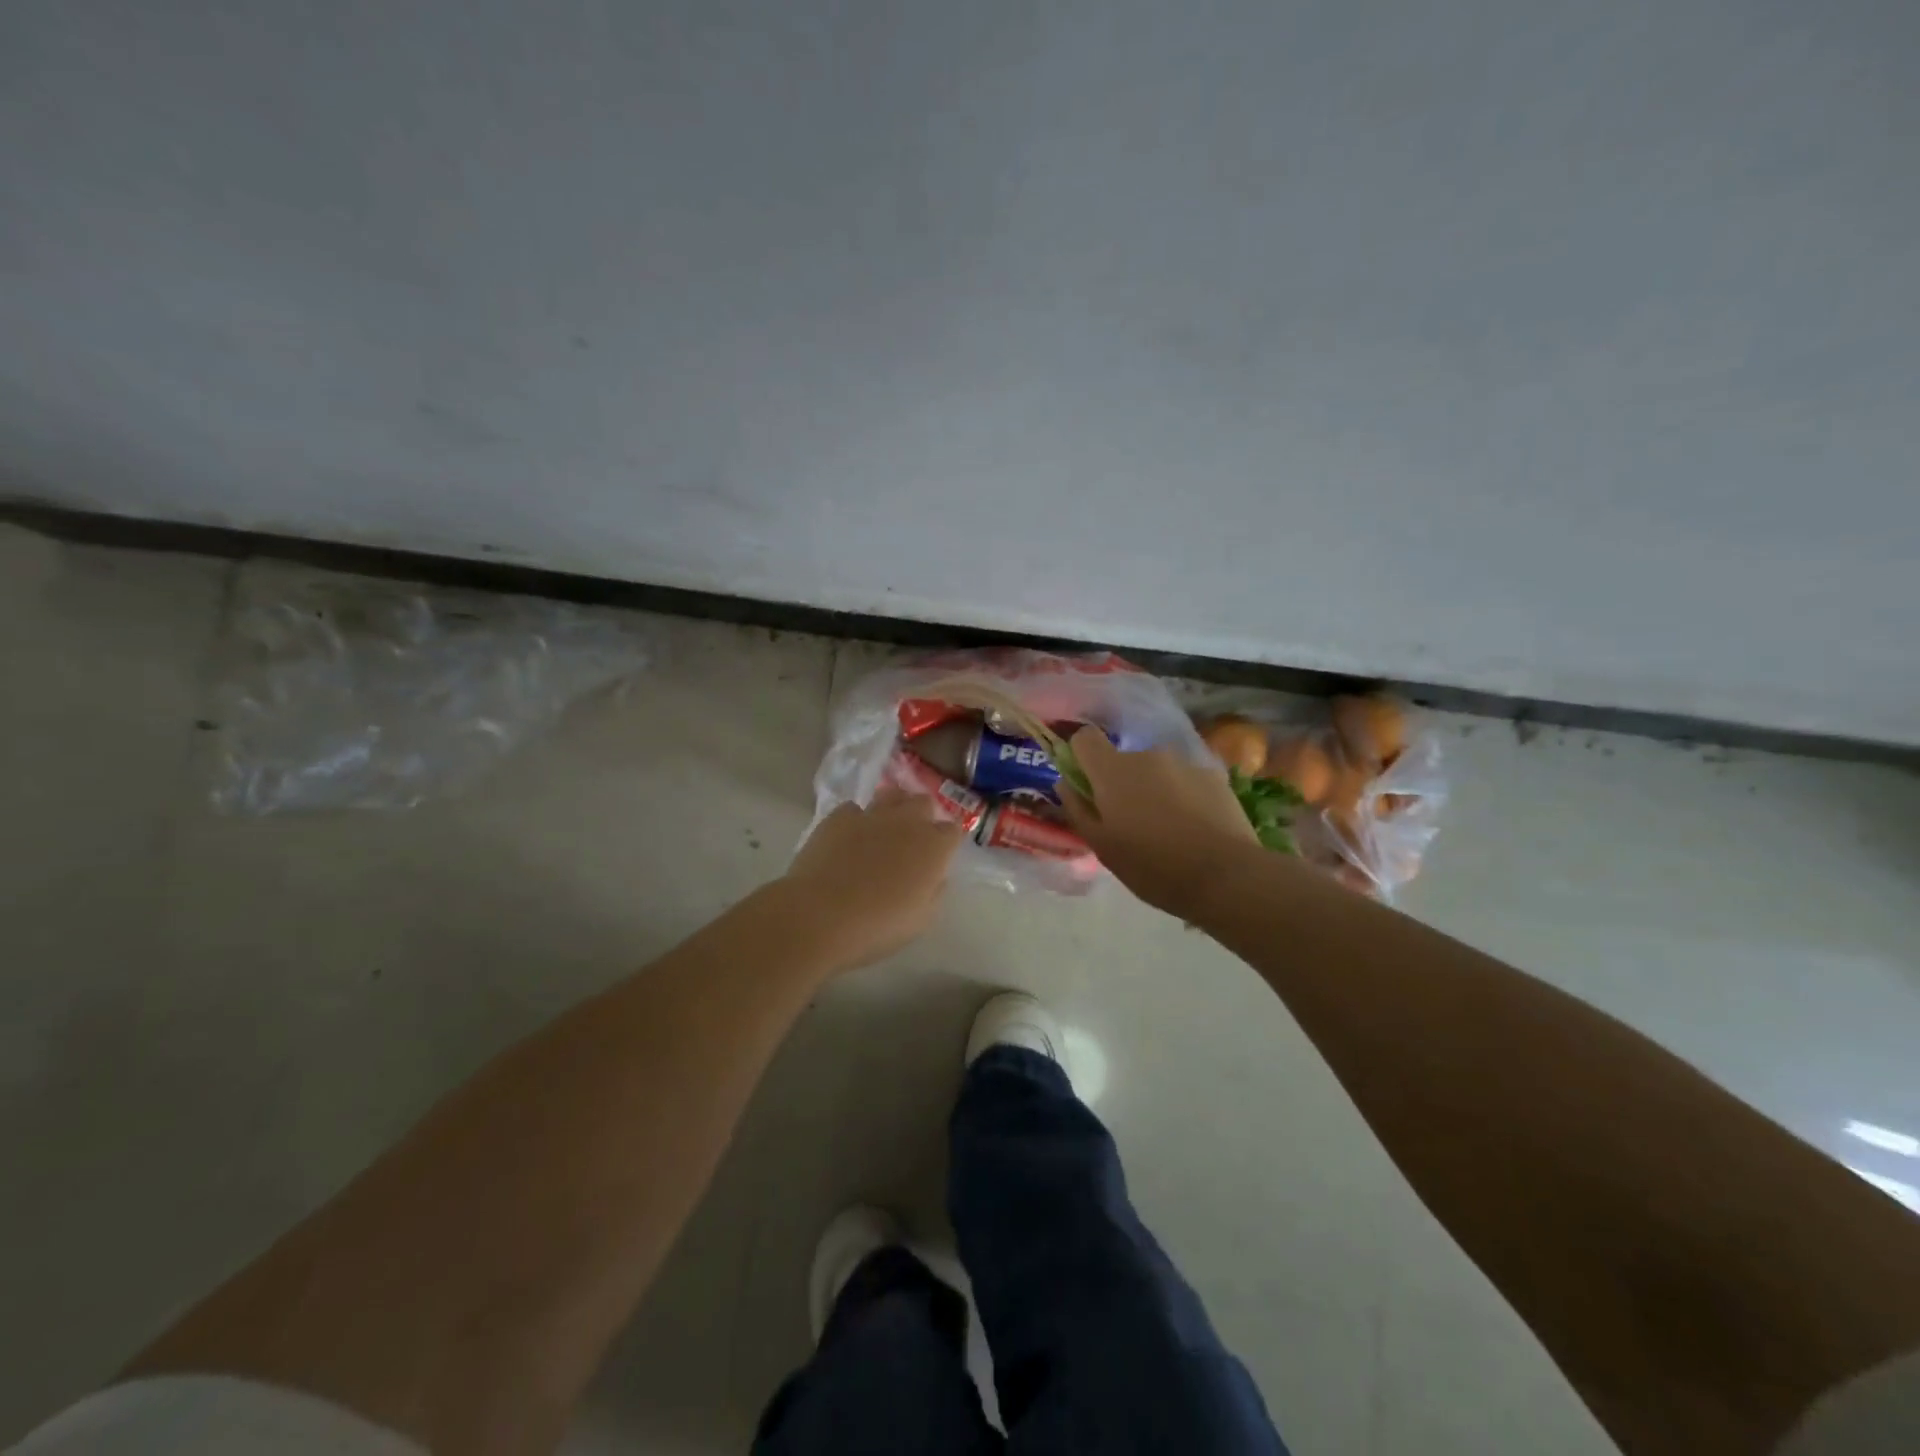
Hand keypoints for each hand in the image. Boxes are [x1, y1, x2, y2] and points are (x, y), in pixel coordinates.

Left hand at [780, 786, 964, 970]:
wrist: (820, 915)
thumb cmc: (877, 925)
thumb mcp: (920, 920)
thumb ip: (933, 891)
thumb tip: (934, 876)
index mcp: (933, 847)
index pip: (952, 830)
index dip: (947, 841)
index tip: (940, 855)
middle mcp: (907, 822)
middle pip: (924, 803)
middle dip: (923, 816)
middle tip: (913, 839)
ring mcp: (871, 815)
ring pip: (891, 795)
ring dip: (894, 807)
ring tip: (885, 827)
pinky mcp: (839, 817)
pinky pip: (854, 809)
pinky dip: (856, 820)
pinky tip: (849, 838)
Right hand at [1058, 726, 1257, 917]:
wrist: (1225, 875)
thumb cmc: (1152, 866)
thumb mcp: (1102, 847)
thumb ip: (1078, 809)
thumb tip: (1066, 783)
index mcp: (1113, 771)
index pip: (1085, 738)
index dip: (1081, 756)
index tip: (1086, 784)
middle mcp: (1148, 755)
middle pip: (1124, 760)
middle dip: (1122, 784)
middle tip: (1131, 823)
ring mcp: (1185, 762)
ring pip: (1157, 771)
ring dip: (1155, 790)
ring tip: (1168, 829)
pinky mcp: (1215, 775)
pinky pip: (1186, 780)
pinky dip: (1184, 796)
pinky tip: (1195, 828)